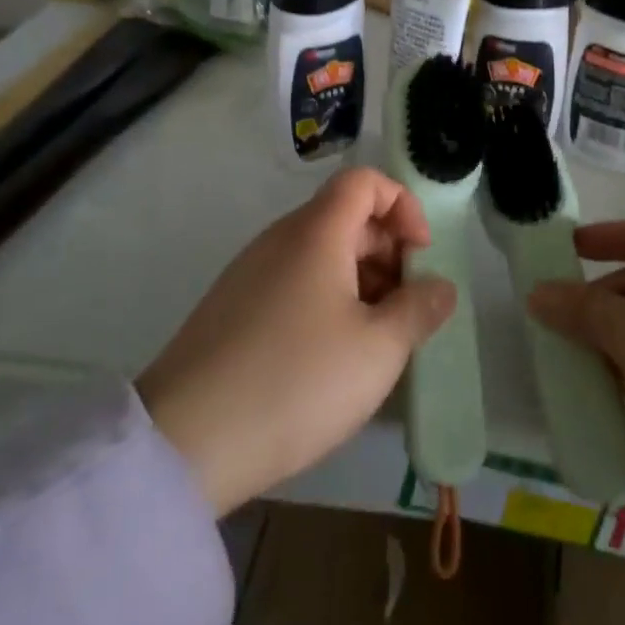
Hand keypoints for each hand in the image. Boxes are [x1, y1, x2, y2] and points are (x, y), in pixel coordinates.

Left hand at [137, 167, 456, 514]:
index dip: (402, 205)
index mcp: (316, 232)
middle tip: (408, 307)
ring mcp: (250, 272)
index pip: (365, 181)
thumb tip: (441, 286)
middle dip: (388, 252)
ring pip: (320, 254)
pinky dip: (326, 300)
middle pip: (346, 217)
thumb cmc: (296, 381)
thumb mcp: (377, 350)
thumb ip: (418, 310)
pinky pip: (294, 282)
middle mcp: (280, 238)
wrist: (184, 443)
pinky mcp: (232, 307)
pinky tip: (332, 357)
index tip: (422, 254)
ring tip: (376, 340)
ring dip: (360, 281)